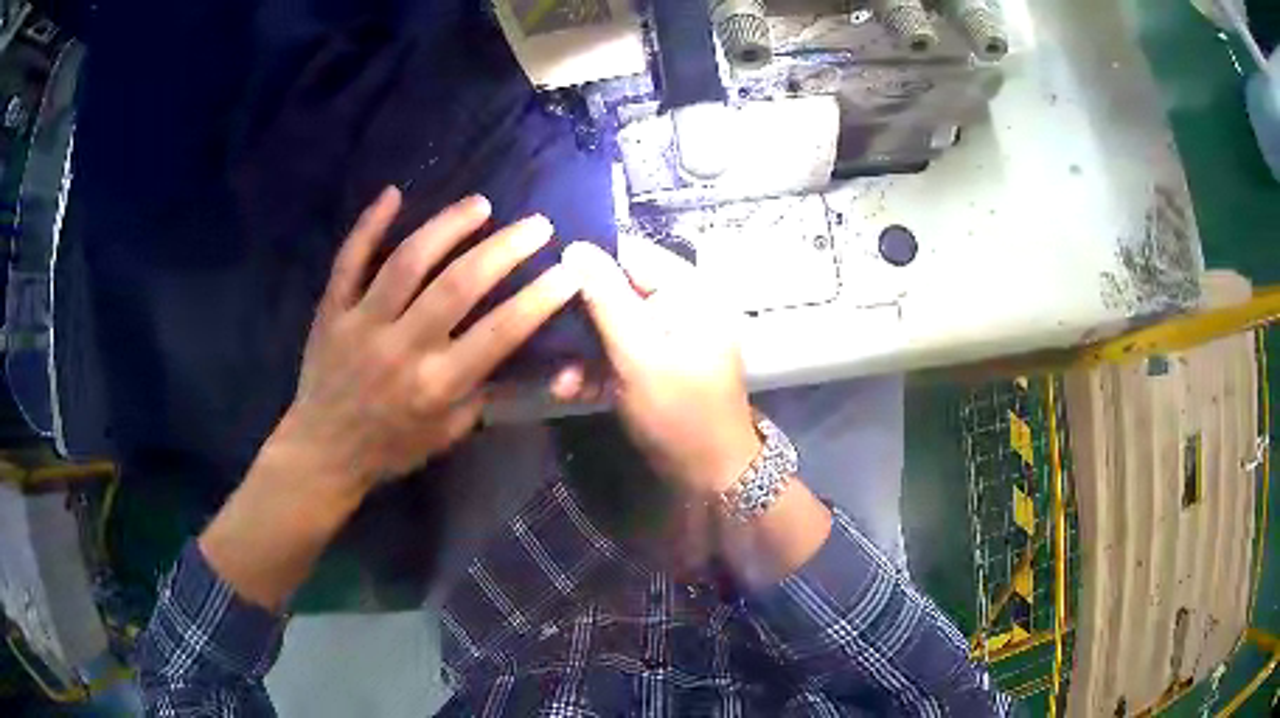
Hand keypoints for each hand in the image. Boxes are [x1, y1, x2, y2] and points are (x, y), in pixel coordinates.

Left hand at [271, 187, 580, 493]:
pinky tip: (393, 194)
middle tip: (536, 225)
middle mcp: (403, 347)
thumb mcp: (449, 434)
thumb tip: (530, 362)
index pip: (498, 333)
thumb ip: (486, 395)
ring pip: (408, 261)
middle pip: (458, 285)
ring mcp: (363, 323)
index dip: (538, 299)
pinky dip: (369, 225)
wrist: (323, 452)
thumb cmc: (391, 447)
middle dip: (504, 249)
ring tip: (480, 204)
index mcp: (437, 384)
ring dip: (448, 226)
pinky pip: (349, 260)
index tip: (569, 271)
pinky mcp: (332, 310)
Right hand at [556, 240, 759, 497]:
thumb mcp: (639, 354)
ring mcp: (663, 335)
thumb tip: (575, 246)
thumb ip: (606, 299)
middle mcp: (676, 304)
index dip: (586, 258)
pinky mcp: (651, 362)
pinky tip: (569, 389)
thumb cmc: (680, 411)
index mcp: (687, 290)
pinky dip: (593, 368)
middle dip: (577, 314)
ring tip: (558, 377)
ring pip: (609, 323)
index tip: (541, 270)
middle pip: (615, 288)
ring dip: (580, 349)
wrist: (709, 474)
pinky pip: (615, 351)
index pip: (630, 252)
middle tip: (538, 328)